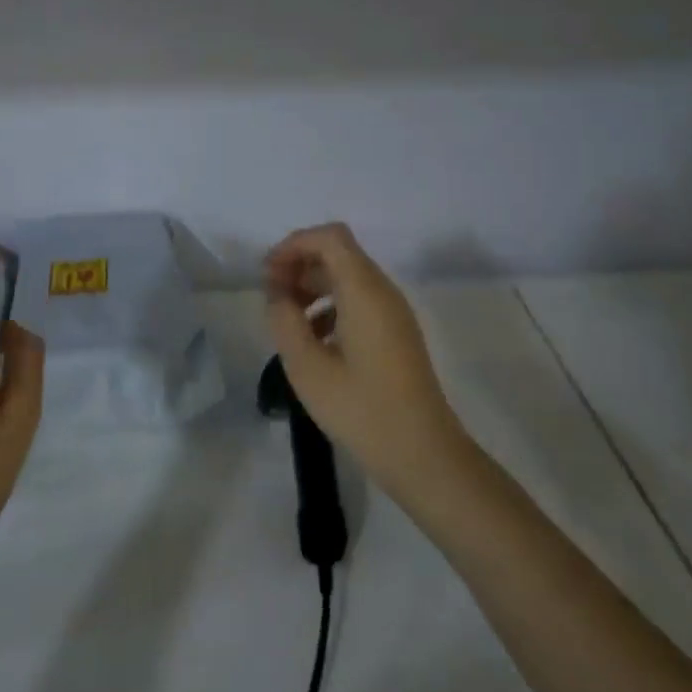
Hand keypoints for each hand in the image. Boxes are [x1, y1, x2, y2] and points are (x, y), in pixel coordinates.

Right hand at [264, 223, 472, 512]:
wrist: (423, 455)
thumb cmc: (361, 409)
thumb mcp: (307, 367)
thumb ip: (284, 320)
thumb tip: (277, 294)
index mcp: (364, 291)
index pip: (329, 237)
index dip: (294, 245)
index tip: (268, 275)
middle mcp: (383, 292)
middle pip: (338, 253)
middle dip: (300, 264)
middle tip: (272, 298)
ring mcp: (394, 313)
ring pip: (348, 277)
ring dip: (313, 286)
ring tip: (287, 319)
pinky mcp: (396, 334)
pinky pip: (359, 301)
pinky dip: (330, 306)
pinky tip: (314, 341)